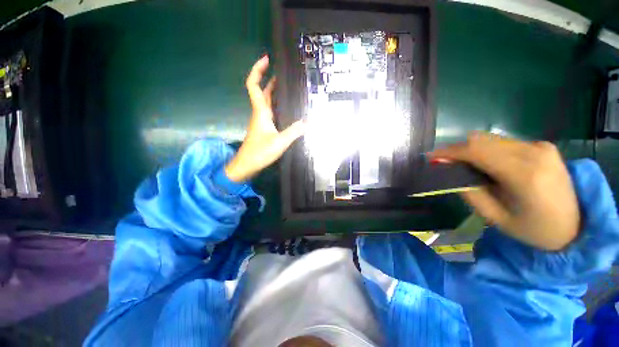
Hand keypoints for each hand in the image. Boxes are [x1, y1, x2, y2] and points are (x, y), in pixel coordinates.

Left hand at [225, 56, 305, 182]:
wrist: (247, 165)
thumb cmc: (260, 152)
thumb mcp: (280, 142)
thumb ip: (294, 131)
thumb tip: (307, 122)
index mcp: (261, 112)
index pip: (254, 85)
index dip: (257, 70)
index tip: (267, 59)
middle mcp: (260, 113)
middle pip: (262, 91)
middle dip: (270, 79)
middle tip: (284, 73)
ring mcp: (261, 121)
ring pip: (266, 102)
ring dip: (274, 92)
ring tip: (289, 87)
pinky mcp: (264, 128)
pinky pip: (270, 112)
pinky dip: (277, 105)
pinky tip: (287, 108)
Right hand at [430, 132, 579, 250]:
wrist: (574, 228)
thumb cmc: (532, 230)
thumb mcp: (494, 217)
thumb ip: (469, 190)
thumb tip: (448, 169)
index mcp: (525, 175)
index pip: (477, 151)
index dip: (449, 152)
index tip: (431, 157)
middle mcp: (535, 153)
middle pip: (483, 140)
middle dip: (457, 149)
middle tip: (443, 161)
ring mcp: (541, 147)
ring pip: (492, 139)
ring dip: (471, 149)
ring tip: (461, 163)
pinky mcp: (543, 146)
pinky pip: (504, 142)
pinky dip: (486, 149)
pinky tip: (484, 162)